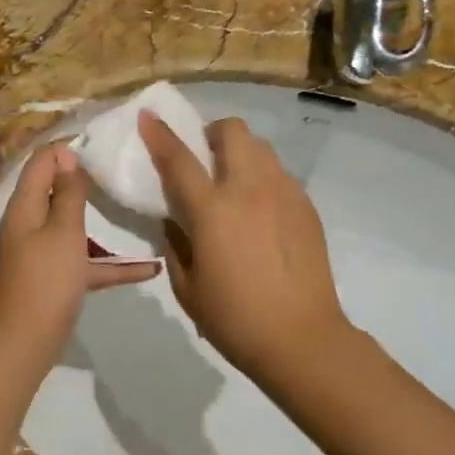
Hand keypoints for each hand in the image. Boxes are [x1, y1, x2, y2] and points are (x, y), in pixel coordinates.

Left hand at [0, 143, 157, 358]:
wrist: (27, 341)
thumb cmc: (47, 279)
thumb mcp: (63, 231)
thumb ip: (68, 193)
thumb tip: (66, 155)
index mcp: (25, 208)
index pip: (40, 163)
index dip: (65, 149)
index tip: (100, 143)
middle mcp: (29, 225)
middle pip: (55, 192)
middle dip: (85, 180)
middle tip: (120, 170)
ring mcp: (41, 253)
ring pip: (72, 227)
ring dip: (101, 220)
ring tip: (133, 207)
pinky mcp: (54, 278)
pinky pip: (84, 262)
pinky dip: (110, 263)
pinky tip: (149, 269)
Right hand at [138, 112, 353, 387]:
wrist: (302, 338)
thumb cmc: (234, 319)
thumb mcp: (187, 287)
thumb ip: (175, 244)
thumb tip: (174, 220)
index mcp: (213, 210)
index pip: (179, 158)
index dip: (160, 134)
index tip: (148, 116)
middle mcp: (249, 189)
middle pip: (232, 132)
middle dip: (211, 133)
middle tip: (203, 158)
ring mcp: (284, 194)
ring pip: (261, 147)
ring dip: (240, 153)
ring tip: (233, 182)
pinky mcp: (306, 206)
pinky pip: (279, 174)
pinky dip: (262, 177)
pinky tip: (259, 210)